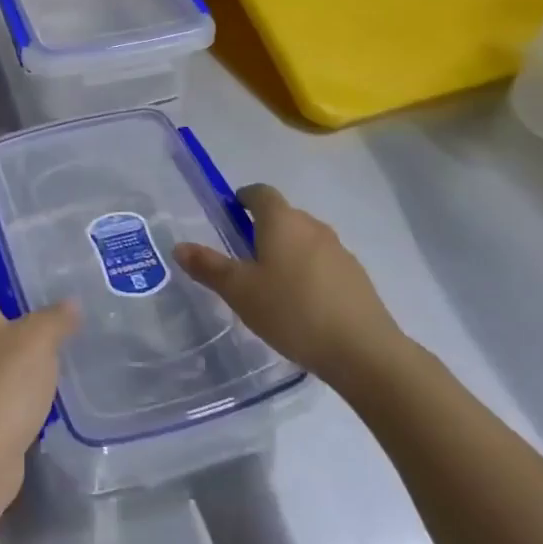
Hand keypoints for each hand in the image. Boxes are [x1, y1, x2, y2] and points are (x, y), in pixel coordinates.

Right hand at [173, 184, 407, 399]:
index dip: (243, 199)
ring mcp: (339, 250)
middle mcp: (312, 225)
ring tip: (271, 286)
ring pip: (304, 240)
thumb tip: (179, 246)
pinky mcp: (356, 277)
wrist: (363, 351)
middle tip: (242, 259)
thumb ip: (208, 267)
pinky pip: (323, 263)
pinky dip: (308, 273)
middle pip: (283, 216)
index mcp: (281, 220)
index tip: (230, 216)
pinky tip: (301, 306)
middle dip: (262, 229)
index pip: (260, 192)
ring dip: (287, 252)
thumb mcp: (240, 291)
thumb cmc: (292, 311)